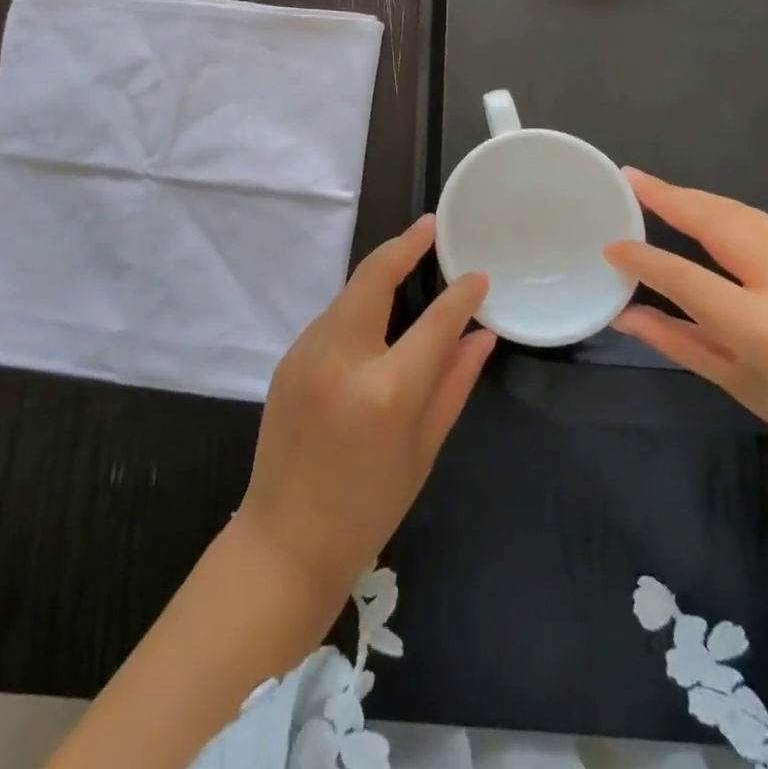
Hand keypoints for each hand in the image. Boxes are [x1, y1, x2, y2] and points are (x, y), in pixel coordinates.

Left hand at [236, 215, 495, 598]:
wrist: (284, 541)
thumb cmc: (368, 507)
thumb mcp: (423, 449)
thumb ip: (454, 383)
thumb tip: (483, 336)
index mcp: (386, 390)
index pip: (435, 321)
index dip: (461, 293)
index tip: (478, 274)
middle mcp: (342, 358)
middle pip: (374, 277)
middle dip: (404, 245)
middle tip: (430, 227)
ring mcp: (307, 353)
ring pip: (350, 293)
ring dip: (379, 274)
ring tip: (409, 263)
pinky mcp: (288, 357)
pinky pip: (332, 317)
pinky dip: (358, 306)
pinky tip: (376, 319)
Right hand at [606, 169, 767, 488]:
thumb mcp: (739, 385)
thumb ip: (677, 341)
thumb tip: (623, 315)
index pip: (688, 280)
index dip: (645, 259)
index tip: (612, 244)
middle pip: (719, 224)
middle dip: (671, 197)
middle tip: (631, 178)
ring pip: (743, 214)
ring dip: (697, 198)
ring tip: (656, 187)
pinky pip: (765, 224)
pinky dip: (726, 213)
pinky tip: (703, 211)